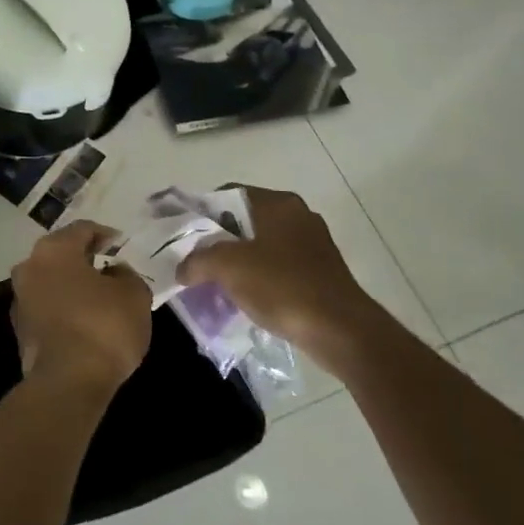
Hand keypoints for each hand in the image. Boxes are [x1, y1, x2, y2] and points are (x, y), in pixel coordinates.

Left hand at [11, 221, 151, 398]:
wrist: (68, 383)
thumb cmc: (103, 327)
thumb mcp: (134, 294)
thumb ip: (126, 275)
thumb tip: (114, 273)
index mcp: (54, 250)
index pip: (82, 230)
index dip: (105, 235)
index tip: (121, 246)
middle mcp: (29, 267)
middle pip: (61, 254)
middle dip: (85, 260)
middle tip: (110, 269)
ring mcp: (19, 299)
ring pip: (51, 282)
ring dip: (72, 286)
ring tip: (99, 298)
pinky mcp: (20, 330)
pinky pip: (47, 308)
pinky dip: (64, 309)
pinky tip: (84, 323)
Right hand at [177, 186, 380, 353]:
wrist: (340, 331)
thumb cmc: (282, 286)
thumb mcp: (227, 267)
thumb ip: (197, 261)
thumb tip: (183, 269)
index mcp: (278, 203)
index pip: (228, 194)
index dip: (202, 211)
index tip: (184, 234)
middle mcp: (298, 215)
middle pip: (245, 220)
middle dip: (220, 240)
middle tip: (197, 260)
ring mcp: (314, 244)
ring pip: (263, 245)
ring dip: (240, 261)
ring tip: (217, 282)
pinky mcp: (322, 273)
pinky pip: (280, 268)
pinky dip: (261, 278)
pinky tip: (247, 298)